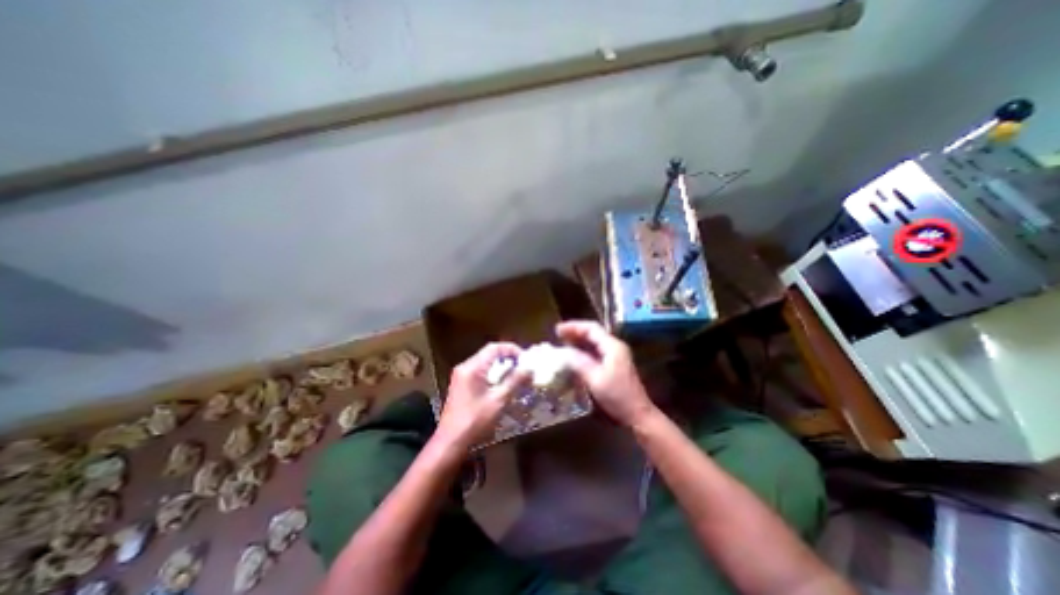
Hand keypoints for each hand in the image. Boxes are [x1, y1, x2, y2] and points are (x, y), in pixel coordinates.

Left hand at [437, 345, 526, 451]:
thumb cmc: (475, 421)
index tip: (525, 359)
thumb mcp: (498, 400)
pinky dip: (493, 374)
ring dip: (501, 367)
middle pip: (489, 354)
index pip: (494, 348)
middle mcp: (465, 367)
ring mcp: (461, 376)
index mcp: (472, 368)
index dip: (511, 349)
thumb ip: (514, 381)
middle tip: (523, 367)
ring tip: (516, 376)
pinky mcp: (461, 385)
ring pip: (485, 363)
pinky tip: (502, 385)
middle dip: (507, 358)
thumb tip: (529, 368)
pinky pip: (479, 372)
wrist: (450, 442)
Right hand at [554, 321, 655, 427]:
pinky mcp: (613, 365)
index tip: (558, 329)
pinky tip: (574, 355)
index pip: (592, 328)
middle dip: (575, 332)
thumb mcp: (595, 379)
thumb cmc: (617, 396)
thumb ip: (579, 362)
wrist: (637, 414)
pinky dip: (583, 351)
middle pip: (593, 333)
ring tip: (562, 342)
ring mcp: (615, 356)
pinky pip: (596, 351)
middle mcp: (615, 347)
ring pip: (594, 342)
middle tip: (557, 335)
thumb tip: (563, 351)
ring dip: (579, 341)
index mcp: (612, 346)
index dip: (574, 326)